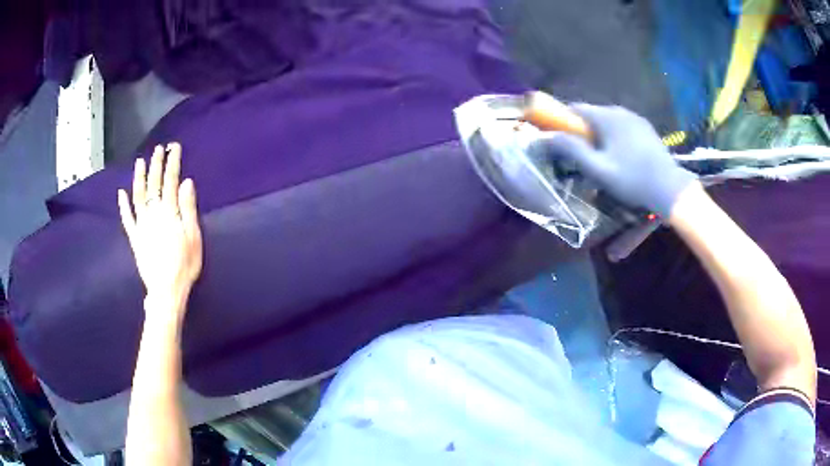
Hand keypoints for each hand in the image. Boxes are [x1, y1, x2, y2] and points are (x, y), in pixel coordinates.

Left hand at [118, 143, 202, 316]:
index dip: (172, 163)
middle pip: (154, 184)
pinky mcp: (135, 238)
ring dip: (138, 178)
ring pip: (138, 196)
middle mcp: (153, 214)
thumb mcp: (194, 237)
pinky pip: (127, 219)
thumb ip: (188, 208)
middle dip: (156, 165)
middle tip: (158, 149)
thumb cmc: (184, 265)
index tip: (174, 148)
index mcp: (169, 212)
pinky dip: (123, 205)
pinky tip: (121, 193)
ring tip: (139, 162)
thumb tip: (186, 182)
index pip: (171, 181)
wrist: (166, 290)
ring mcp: (142, 225)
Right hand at [541, 104, 695, 217]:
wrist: (670, 188)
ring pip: (608, 121)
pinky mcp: (646, 128)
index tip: (560, 139)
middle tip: (583, 156)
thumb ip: (573, 150)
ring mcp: (635, 118)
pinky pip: (623, 127)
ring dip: (600, 134)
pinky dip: (615, 136)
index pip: (575, 109)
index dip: (563, 121)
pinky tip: (622, 157)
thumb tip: (548, 136)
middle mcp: (620, 111)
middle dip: (583, 131)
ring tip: (603, 159)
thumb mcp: (599, 169)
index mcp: (607, 117)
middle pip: (592, 115)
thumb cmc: (632, 180)